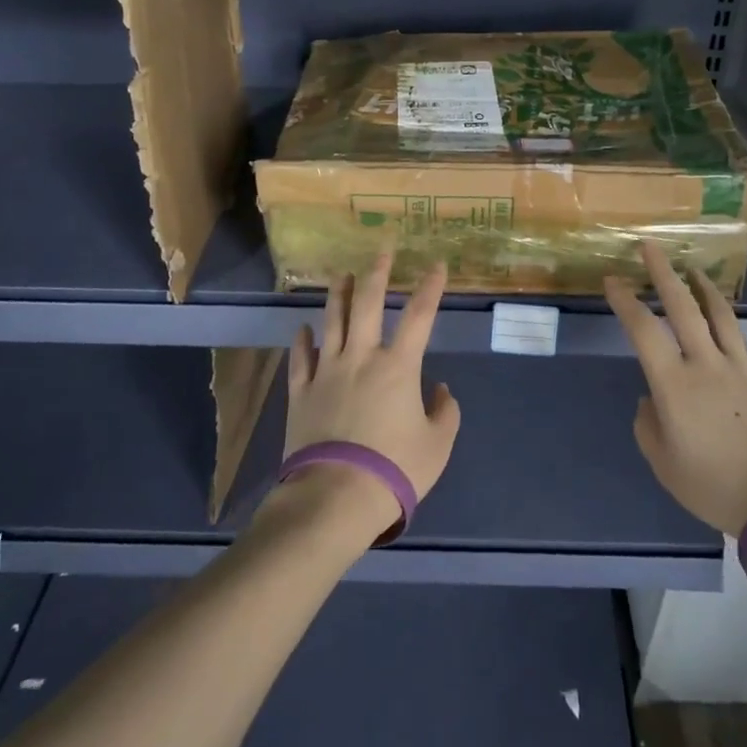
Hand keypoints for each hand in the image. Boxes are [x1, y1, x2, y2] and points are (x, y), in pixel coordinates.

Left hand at [281, 252, 460, 539]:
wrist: (335, 496)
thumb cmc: (395, 470)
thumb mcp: (437, 445)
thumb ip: (445, 412)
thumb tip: (440, 390)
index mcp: (399, 366)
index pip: (419, 316)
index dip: (430, 288)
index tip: (437, 265)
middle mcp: (361, 357)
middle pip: (367, 304)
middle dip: (376, 273)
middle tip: (381, 250)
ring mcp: (327, 372)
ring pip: (331, 322)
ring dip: (338, 295)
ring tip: (341, 274)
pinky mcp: (301, 392)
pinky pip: (301, 359)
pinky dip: (302, 341)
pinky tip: (303, 328)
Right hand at [606, 243, 746, 535]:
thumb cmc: (714, 486)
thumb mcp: (664, 464)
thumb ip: (648, 426)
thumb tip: (651, 400)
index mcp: (674, 385)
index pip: (643, 330)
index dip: (625, 301)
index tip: (613, 280)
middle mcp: (705, 365)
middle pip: (683, 307)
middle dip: (663, 273)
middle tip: (650, 247)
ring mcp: (740, 368)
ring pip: (719, 315)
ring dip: (702, 287)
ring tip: (692, 269)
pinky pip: (742, 341)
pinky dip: (728, 322)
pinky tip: (723, 317)